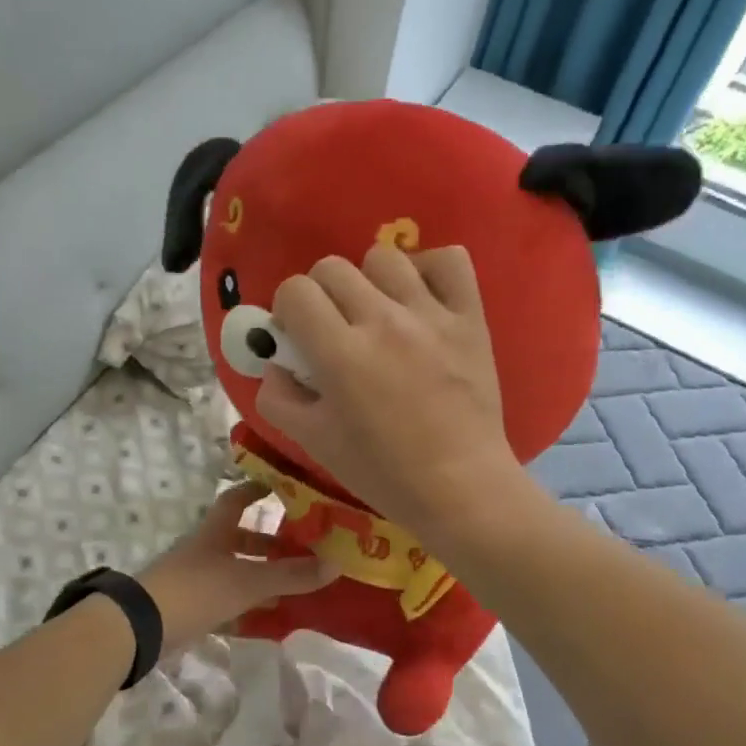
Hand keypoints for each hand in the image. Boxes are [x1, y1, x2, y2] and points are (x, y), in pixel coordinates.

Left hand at [140, 483, 333, 647]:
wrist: (142, 627)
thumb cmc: (197, 590)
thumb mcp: (249, 581)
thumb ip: (290, 575)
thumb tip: (336, 564)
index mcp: (214, 532)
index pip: (237, 500)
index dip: (257, 490)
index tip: (282, 487)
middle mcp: (204, 550)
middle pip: (239, 539)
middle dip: (269, 544)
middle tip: (301, 549)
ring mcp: (195, 579)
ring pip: (234, 571)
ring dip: (260, 576)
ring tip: (294, 587)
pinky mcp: (189, 607)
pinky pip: (225, 601)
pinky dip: (246, 607)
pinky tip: (268, 619)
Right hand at [254, 244, 525, 541]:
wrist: (459, 488)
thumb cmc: (382, 473)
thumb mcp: (315, 443)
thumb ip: (279, 398)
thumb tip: (275, 364)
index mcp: (340, 354)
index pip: (295, 291)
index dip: (287, 312)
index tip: (298, 338)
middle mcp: (383, 321)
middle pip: (333, 268)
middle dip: (322, 296)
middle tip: (335, 332)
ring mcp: (431, 315)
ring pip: (385, 257)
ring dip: (370, 282)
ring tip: (380, 317)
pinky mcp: (470, 318)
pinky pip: (450, 260)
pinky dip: (430, 270)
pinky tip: (421, 299)